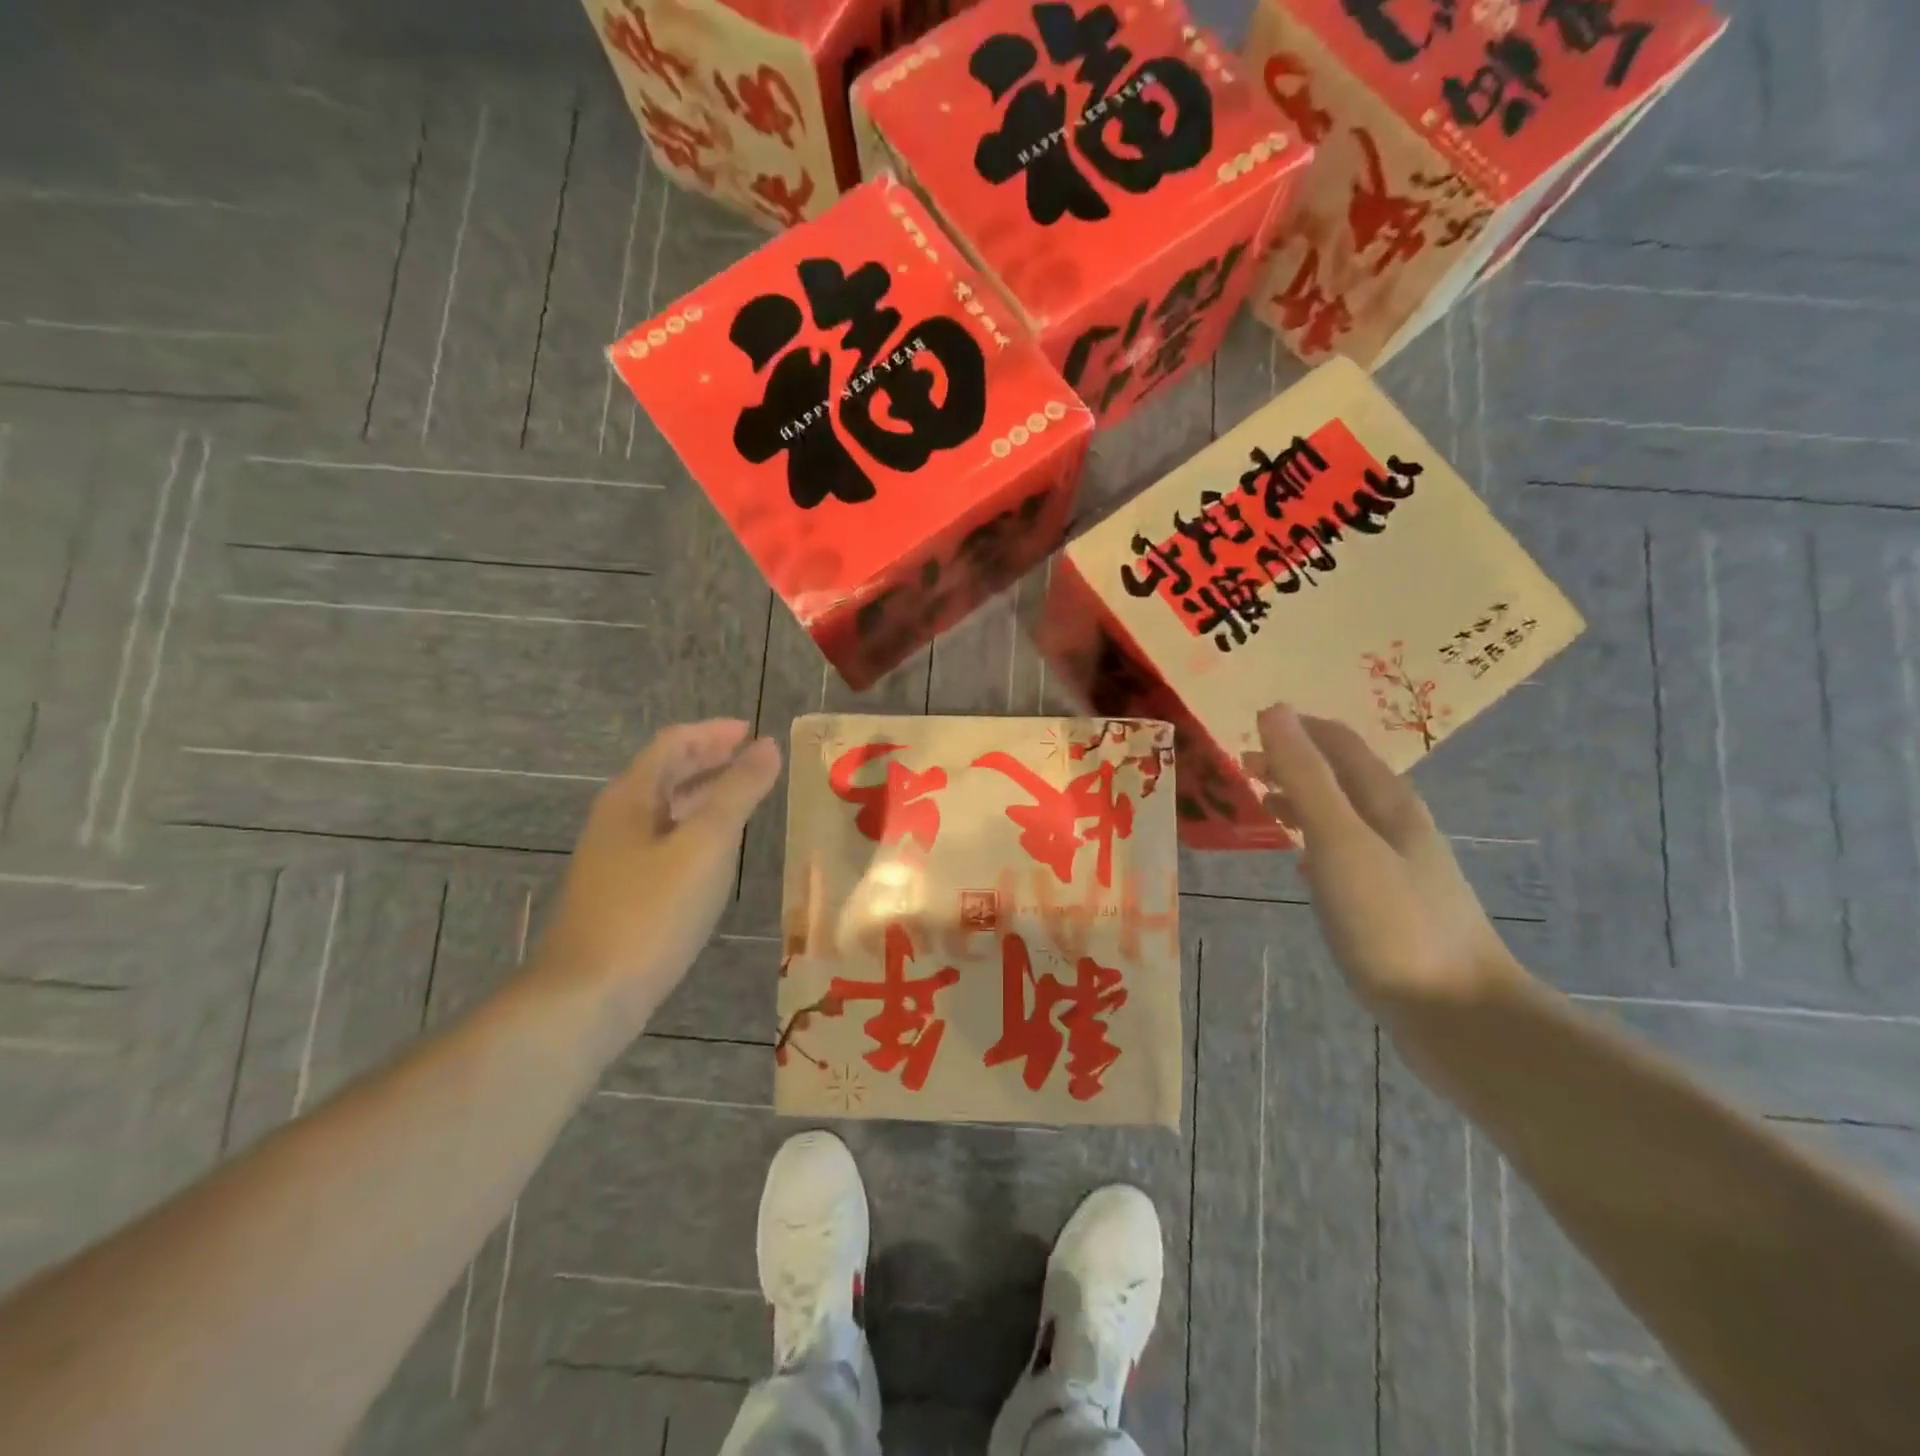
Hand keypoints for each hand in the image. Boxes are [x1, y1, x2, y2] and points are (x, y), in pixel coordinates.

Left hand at [532, 720, 781, 1023]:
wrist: (588, 996)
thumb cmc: (651, 911)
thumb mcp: (706, 844)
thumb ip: (739, 791)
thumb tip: (767, 746)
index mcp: (631, 798)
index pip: (673, 744)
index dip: (713, 733)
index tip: (752, 731)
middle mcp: (617, 820)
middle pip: (665, 773)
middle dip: (709, 759)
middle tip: (753, 758)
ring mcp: (615, 859)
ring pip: (665, 810)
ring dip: (703, 795)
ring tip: (744, 797)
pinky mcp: (620, 893)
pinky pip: (663, 842)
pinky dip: (694, 830)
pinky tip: (715, 853)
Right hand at [1249, 704, 1524, 1013]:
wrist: (1459, 1014)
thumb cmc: (1391, 920)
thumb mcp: (1339, 841)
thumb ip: (1305, 776)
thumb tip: (1275, 710)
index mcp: (1387, 801)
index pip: (1339, 742)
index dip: (1296, 727)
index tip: (1248, 729)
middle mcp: (1397, 824)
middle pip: (1341, 776)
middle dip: (1293, 763)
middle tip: (1242, 769)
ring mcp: (1399, 866)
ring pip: (1342, 815)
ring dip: (1301, 800)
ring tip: (1261, 805)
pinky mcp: (1393, 903)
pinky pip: (1345, 853)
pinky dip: (1314, 841)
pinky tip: (1299, 861)